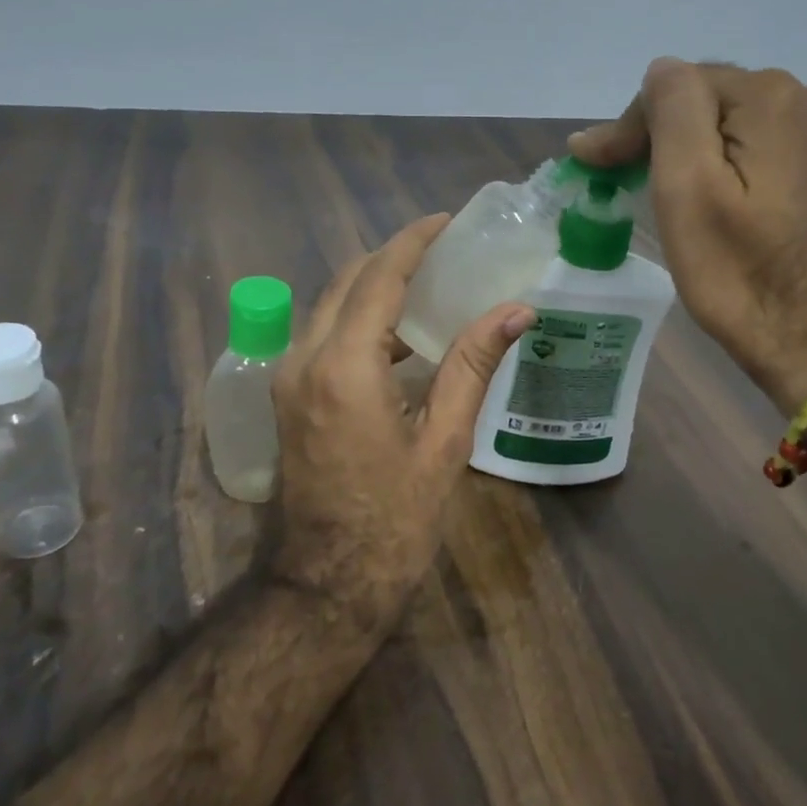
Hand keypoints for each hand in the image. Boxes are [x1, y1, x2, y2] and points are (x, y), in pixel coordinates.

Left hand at [270, 214, 533, 623]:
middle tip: (443, 249)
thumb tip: (517, 310)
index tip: (445, 220)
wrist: (326, 585)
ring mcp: (289, 379)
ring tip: (429, 283)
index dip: (412, 242)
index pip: (378, 278)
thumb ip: (473, 366)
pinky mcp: (289, 398)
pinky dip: (361, 320)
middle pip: (347, 282)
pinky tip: (402, 336)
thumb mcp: (444, 442)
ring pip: (331, 307)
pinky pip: (325, 336)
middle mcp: (305, 359)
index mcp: (344, 366)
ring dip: (375, 287)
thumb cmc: (394, 520)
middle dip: (393, 257)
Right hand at [569, 58, 806, 409]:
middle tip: (609, 177)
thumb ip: (671, 109)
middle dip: (651, 134)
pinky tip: (689, 191)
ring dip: (675, 148)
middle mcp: (798, 98)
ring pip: (716, 123)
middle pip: (698, 99)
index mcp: (769, 97)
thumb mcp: (687, 184)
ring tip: (640, 184)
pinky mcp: (806, 165)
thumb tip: (658, 71)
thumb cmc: (736, 268)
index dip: (630, 126)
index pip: (675, 86)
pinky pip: (740, 145)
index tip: (594, 168)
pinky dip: (706, 162)